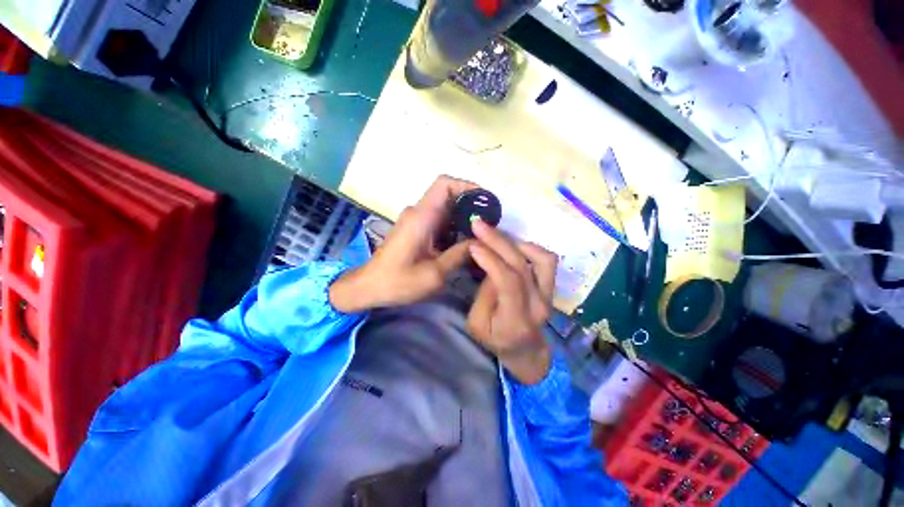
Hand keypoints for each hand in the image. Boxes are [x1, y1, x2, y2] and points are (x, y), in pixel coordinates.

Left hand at [330, 176, 477, 312]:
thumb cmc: (398, 282)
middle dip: (470, 207)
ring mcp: (416, 220)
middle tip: (489, 225)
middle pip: (448, 196)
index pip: (444, 184)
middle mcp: (418, 213)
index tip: (485, 201)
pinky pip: (439, 221)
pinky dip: (453, 229)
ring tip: (480, 237)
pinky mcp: (415, 229)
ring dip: (463, 220)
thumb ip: (459, 255)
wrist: (368, 287)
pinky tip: (462, 246)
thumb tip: (480, 241)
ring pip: (445, 210)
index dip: (467, 186)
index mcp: (422, 217)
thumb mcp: (435, 273)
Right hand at [467, 220, 557, 384]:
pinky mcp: (551, 287)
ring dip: (516, 242)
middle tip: (479, 225)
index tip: (473, 244)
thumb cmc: (496, 339)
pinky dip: (530, 247)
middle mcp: (537, 304)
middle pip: (521, 265)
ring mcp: (548, 294)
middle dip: (498, 241)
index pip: (508, 282)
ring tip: (495, 234)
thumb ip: (484, 295)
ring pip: (540, 259)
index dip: (491, 259)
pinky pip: (547, 261)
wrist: (526, 351)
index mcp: (515, 320)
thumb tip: (491, 266)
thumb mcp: (477, 324)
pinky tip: (513, 244)